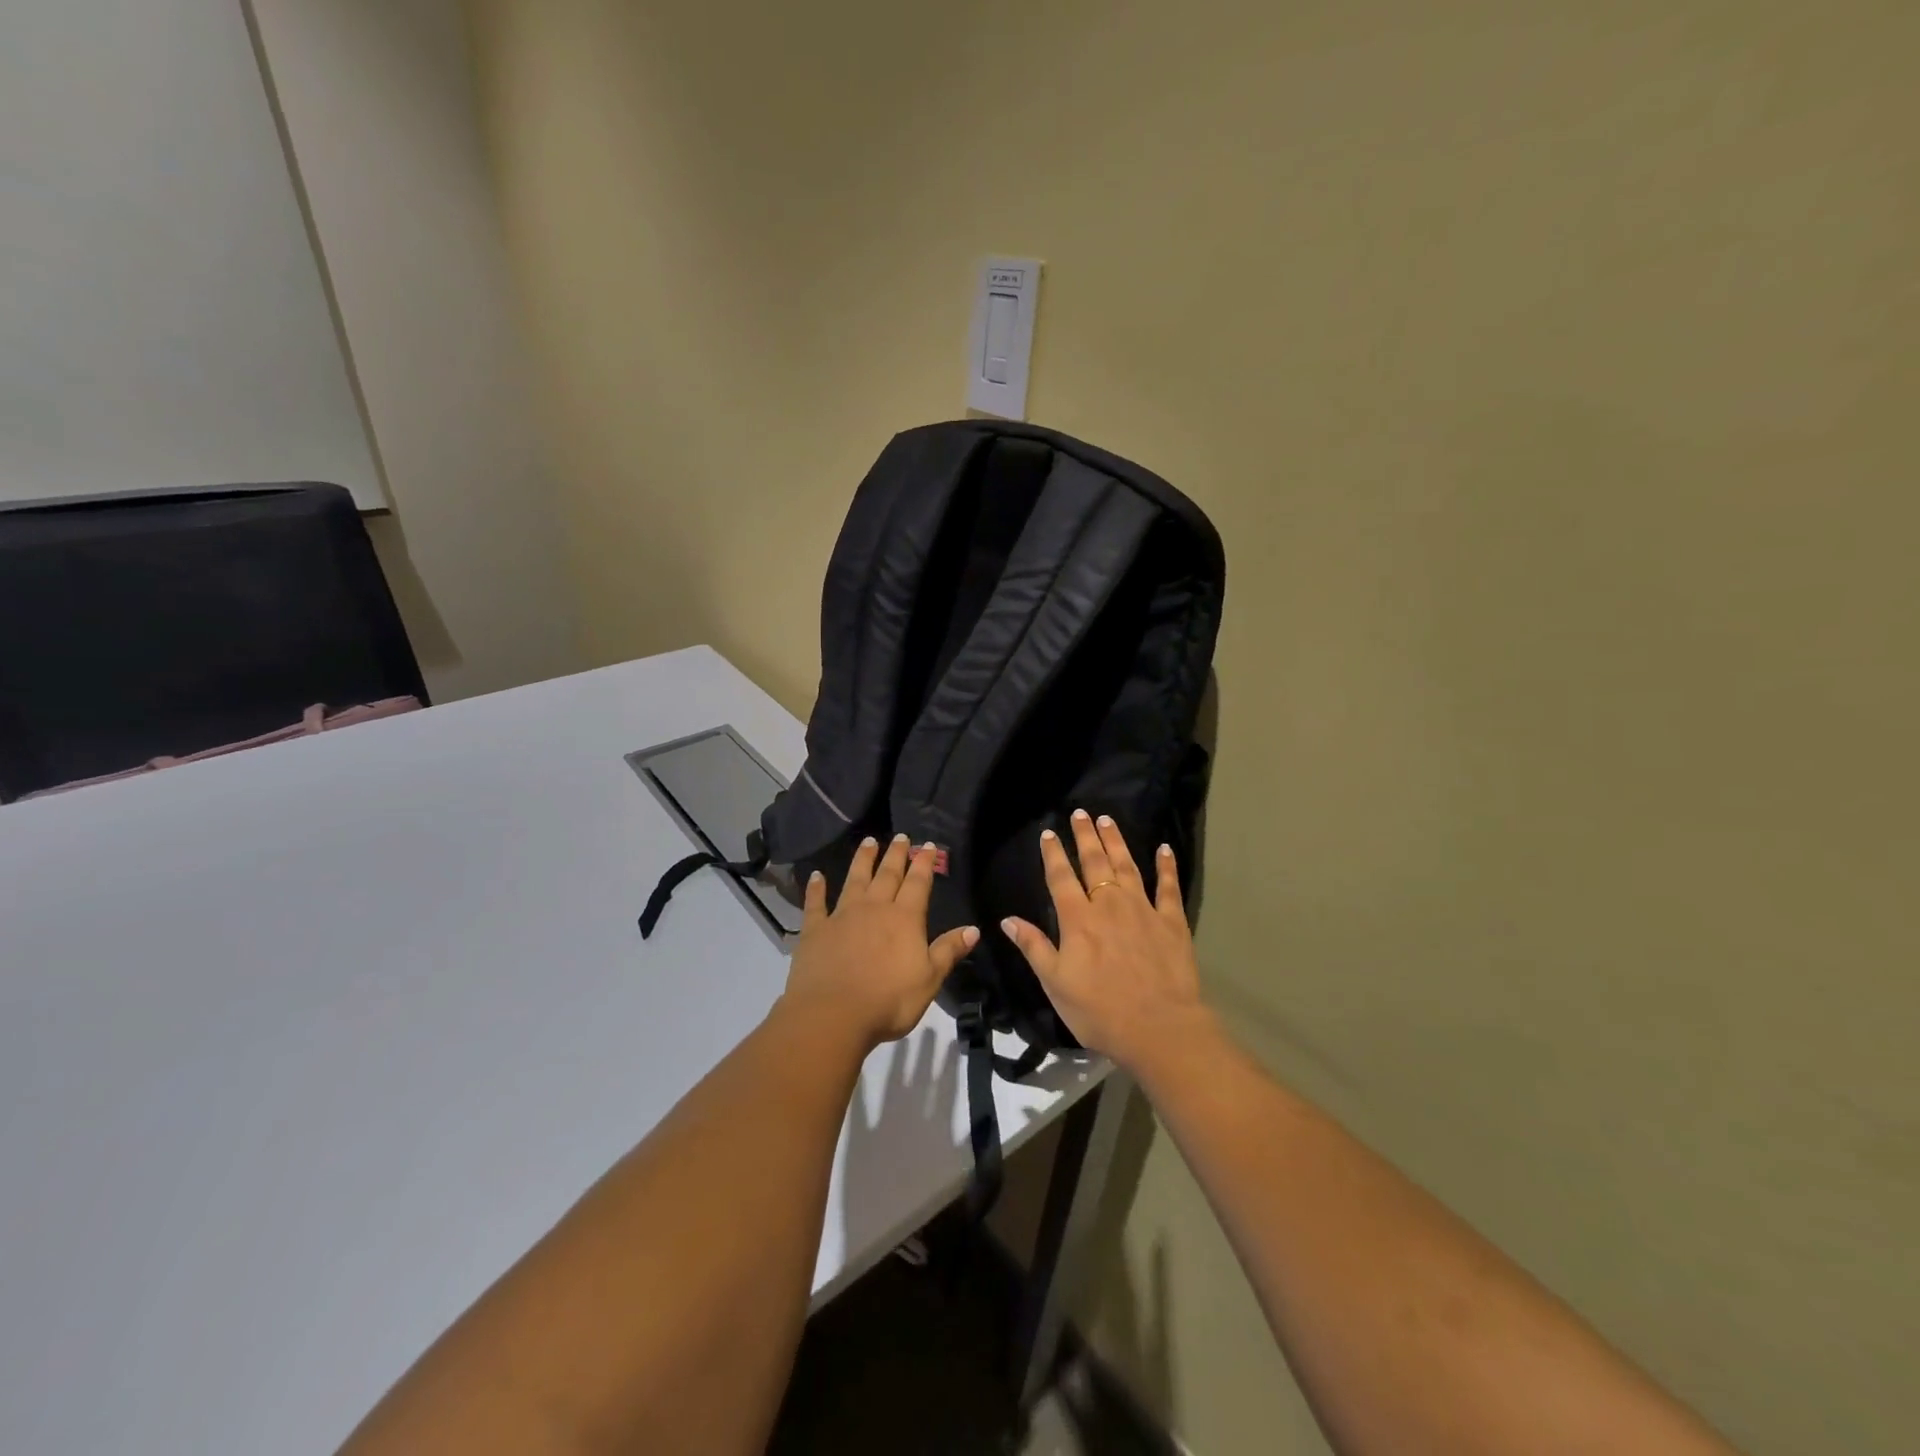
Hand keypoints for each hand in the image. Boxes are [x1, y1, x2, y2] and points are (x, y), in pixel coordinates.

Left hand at [781, 834, 978, 1051]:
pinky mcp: (815, 930)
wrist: (833, 1014)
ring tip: (868, 841)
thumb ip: (948, 951)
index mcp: (905, 919)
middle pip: (887, 875)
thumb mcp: (929, 979)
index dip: (924, 863)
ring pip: (855, 880)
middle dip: (896, 854)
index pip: (918, 883)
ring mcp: (842, 916)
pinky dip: (816, 888)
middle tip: (900, 836)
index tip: (928, 845)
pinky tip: (816, 875)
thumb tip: (973, 929)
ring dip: (862, 860)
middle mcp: (874, 908)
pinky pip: (816, 903)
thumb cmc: (888, 1001)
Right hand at [1001, 809, 1209, 1072]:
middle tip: (1080, 813)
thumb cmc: (1100, 1011)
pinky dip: (1166, 866)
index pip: (1061, 877)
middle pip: (1094, 863)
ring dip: (1116, 842)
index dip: (1053, 854)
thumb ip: (1034, 947)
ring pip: (1127, 866)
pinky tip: (1164, 848)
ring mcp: (1143, 910)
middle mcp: (1109, 905)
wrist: (1159, 1028)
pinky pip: (1168, 887)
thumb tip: (1007, 920)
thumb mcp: (1055, 984)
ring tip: (1108, 820)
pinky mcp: (1172, 922)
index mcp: (1079, 920)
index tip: (1048, 832)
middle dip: (1085, 836)